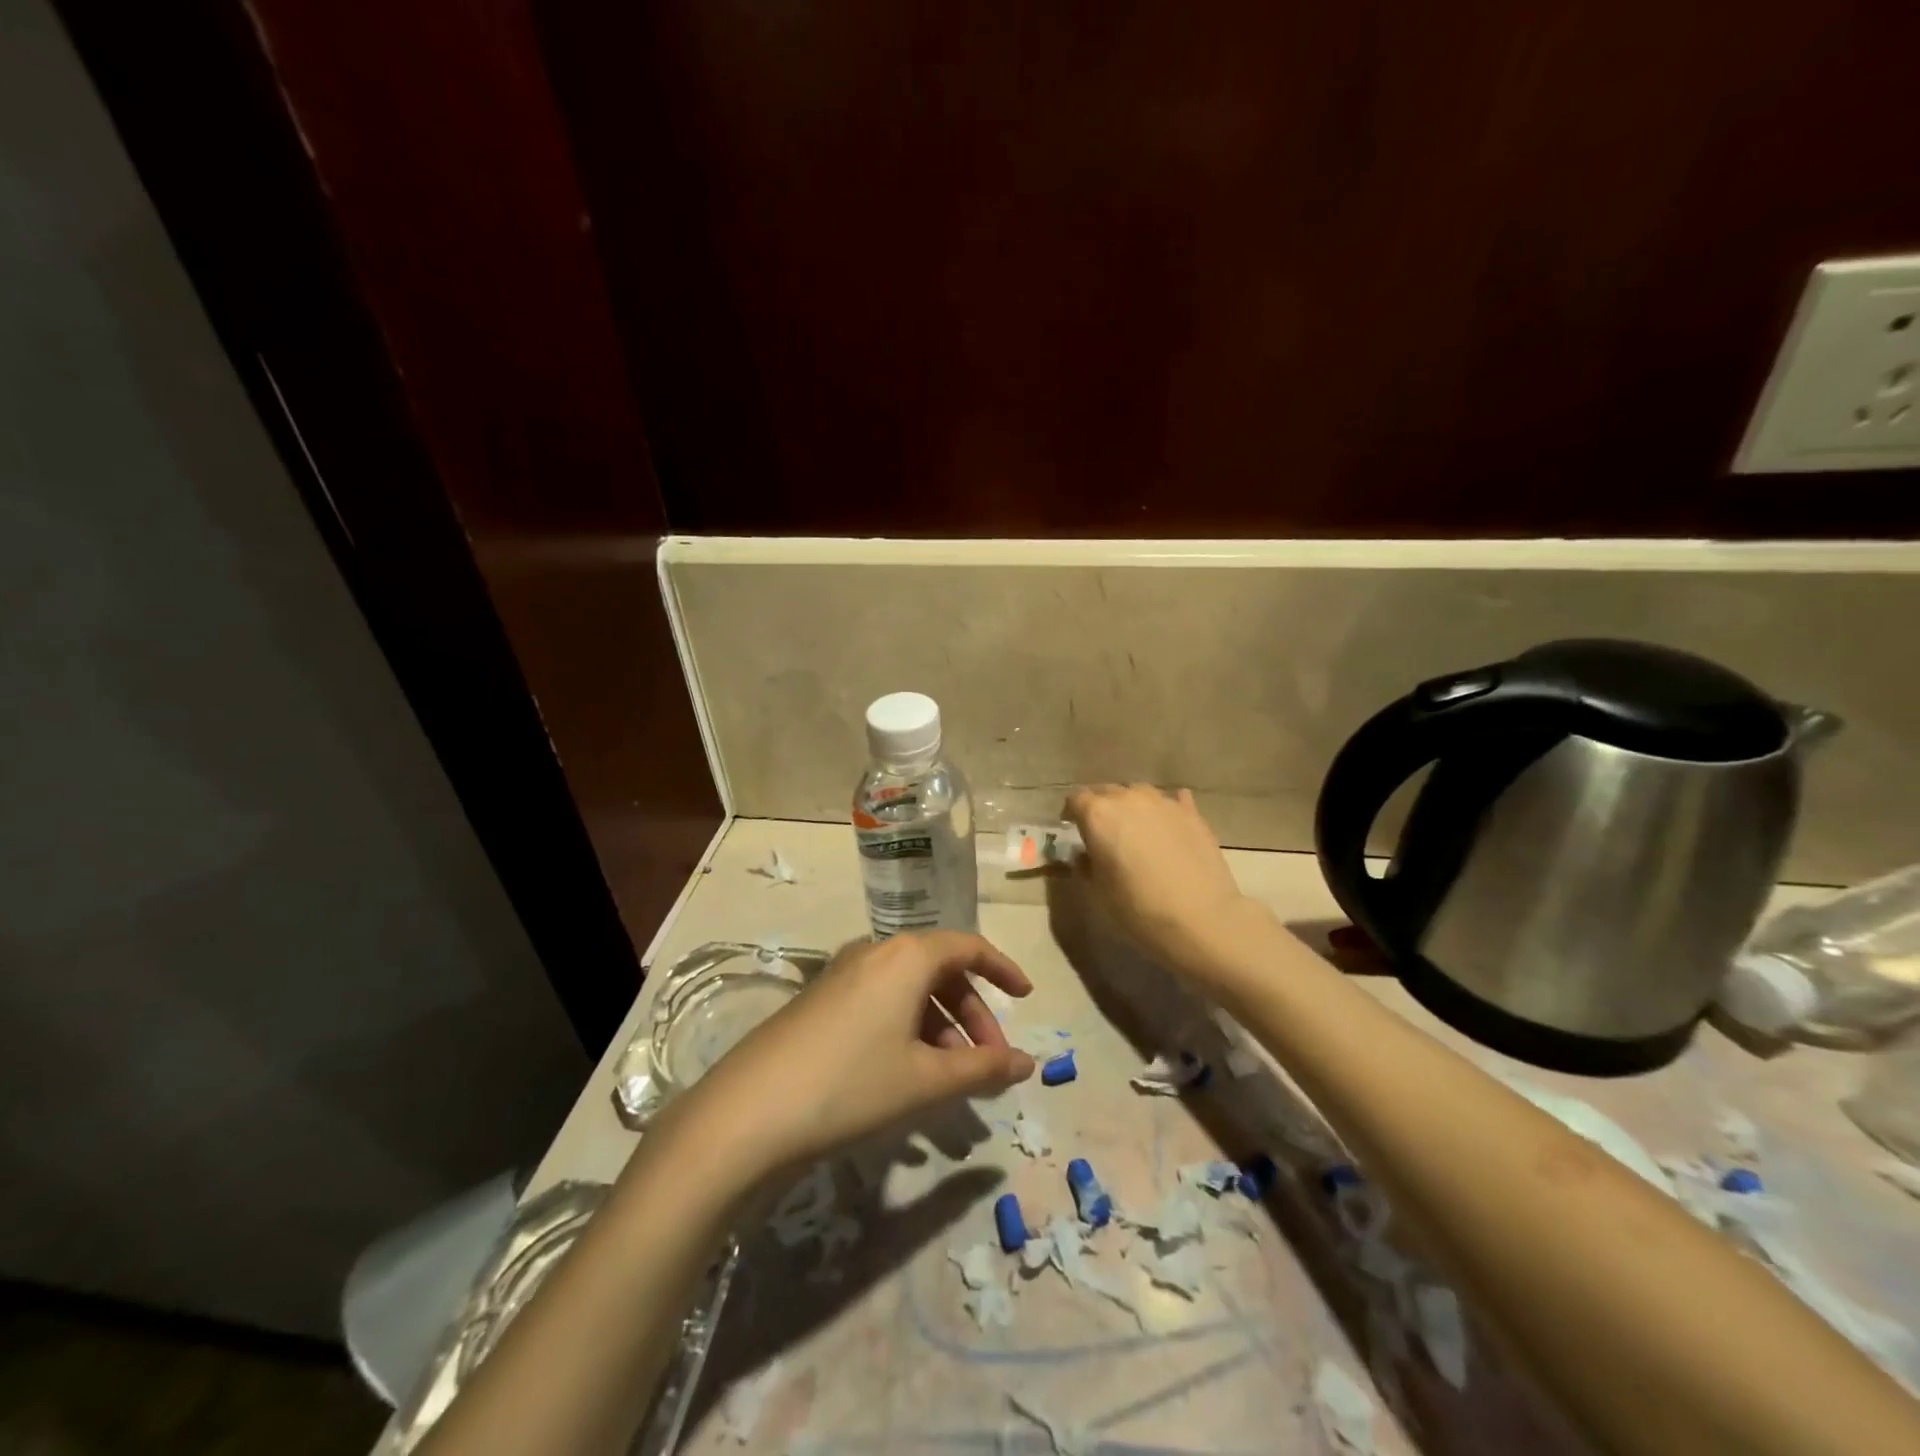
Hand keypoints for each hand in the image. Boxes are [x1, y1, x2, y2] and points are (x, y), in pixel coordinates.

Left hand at [685, 932, 1036, 1178]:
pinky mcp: (820, 1000)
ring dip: (939, 1027)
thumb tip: (1027, 1063)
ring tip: (949, 1079)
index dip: (1002, 970)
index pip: (968, 947)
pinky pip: (880, 1002)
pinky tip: (906, 1076)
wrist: (748, 1112)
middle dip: (972, 1013)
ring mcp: (842, 974)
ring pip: (909, 990)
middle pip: (939, 970)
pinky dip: (907, 1030)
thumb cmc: (851, 1085)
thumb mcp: (926, 1080)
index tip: (1025, 998)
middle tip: (987, 1060)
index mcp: (906, 955)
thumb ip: (982, 1068)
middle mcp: (875, 951)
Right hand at [1064, 784, 1258, 979]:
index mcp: (1098, 815)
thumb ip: (1084, 866)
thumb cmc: (1138, 909)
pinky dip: (1164, 812)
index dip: (1071, 814)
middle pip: (1107, 792)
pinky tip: (1167, 827)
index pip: (1076, 799)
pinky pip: (1171, 802)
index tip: (1072, 829)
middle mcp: (1129, 799)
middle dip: (1101, 809)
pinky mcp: (1192, 813)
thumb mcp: (1097, 893)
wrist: (1201, 919)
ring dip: (1131, 807)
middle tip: (1103, 834)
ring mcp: (1163, 802)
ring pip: (1139, 794)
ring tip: (1135, 830)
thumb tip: (1084, 855)